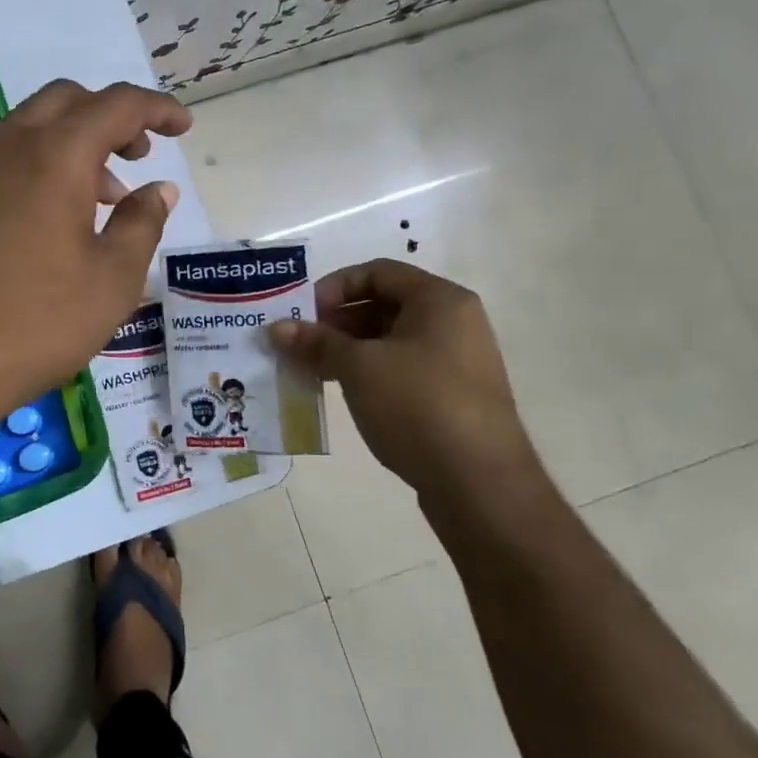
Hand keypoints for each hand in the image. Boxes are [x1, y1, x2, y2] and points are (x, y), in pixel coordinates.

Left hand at [0, 79, 189, 424]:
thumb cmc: (34, 321)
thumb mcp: (112, 279)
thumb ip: (143, 223)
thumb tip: (160, 190)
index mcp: (55, 154)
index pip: (117, 105)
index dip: (157, 109)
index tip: (184, 127)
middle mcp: (8, 145)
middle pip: (67, 100)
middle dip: (111, 116)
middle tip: (139, 155)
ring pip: (32, 126)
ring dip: (75, 142)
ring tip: (104, 198)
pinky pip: (5, 157)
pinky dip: (41, 163)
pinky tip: (55, 217)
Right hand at [268, 259, 545, 507]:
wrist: (480, 485)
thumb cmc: (418, 406)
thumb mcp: (358, 368)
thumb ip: (316, 342)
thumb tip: (276, 328)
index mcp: (439, 300)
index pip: (377, 272)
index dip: (334, 287)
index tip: (303, 314)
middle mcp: (454, 322)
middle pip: (383, 304)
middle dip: (336, 320)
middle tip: (301, 343)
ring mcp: (456, 361)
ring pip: (390, 339)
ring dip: (347, 349)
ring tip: (312, 369)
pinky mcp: (452, 395)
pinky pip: (402, 368)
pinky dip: (368, 372)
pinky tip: (342, 391)